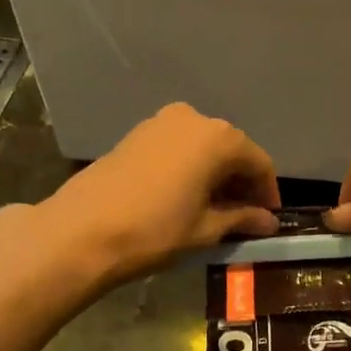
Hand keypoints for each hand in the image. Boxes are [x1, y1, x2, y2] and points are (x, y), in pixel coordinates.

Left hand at [20, 104, 279, 288]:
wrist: (80, 231)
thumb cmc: (155, 230)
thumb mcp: (205, 229)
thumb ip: (242, 218)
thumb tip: (268, 221)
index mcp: (218, 138)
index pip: (259, 162)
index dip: (268, 192)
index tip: (269, 217)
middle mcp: (194, 119)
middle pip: (231, 150)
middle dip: (241, 181)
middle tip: (245, 215)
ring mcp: (161, 122)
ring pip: (203, 147)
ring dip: (215, 174)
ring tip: (215, 208)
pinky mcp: (137, 134)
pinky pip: (178, 147)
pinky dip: (191, 168)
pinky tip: (187, 196)